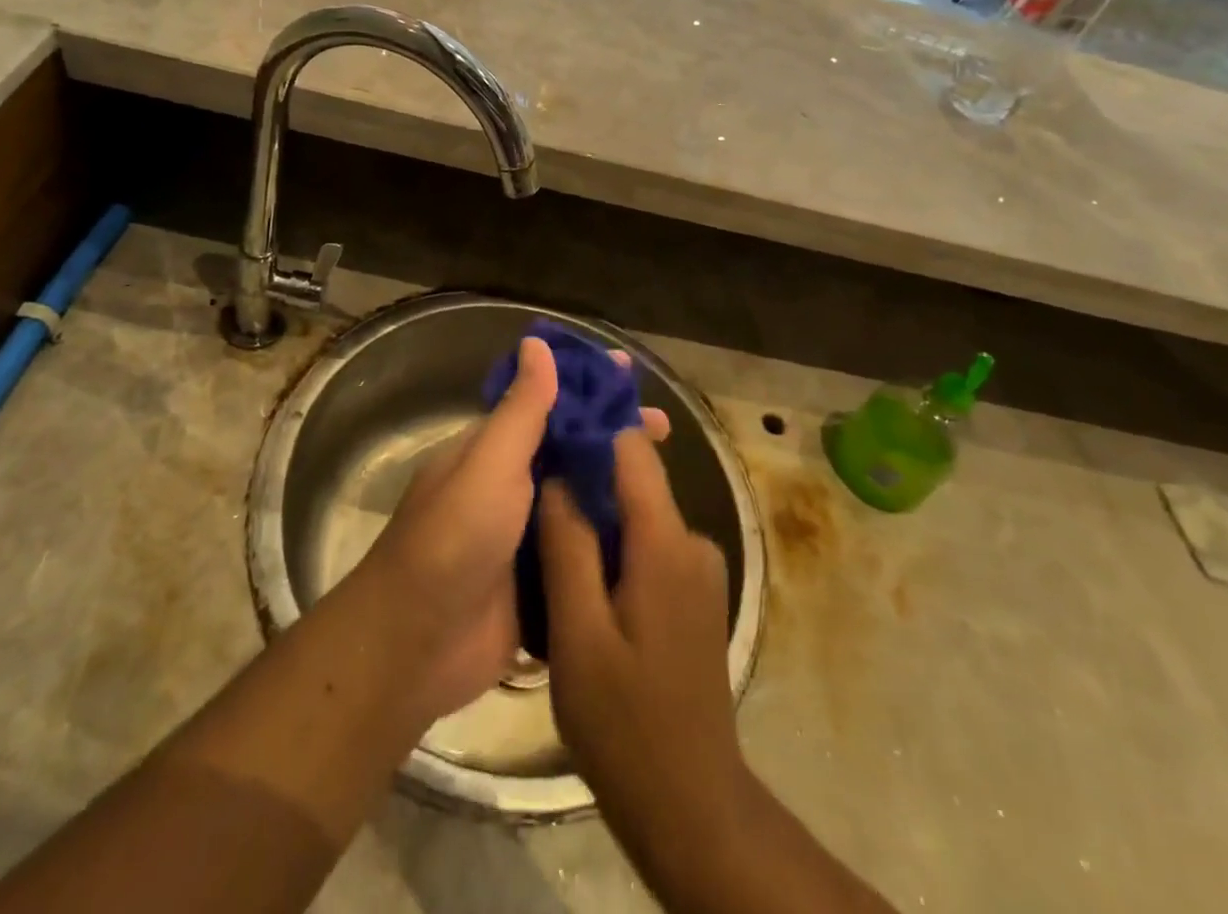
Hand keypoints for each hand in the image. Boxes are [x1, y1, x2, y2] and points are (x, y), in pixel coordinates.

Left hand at [368, 337, 668, 719]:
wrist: (416, 647)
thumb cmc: (453, 539)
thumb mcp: (489, 463)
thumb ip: (520, 410)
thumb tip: (536, 343)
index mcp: (492, 452)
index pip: (546, 406)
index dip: (585, 388)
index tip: (627, 374)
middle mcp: (509, 488)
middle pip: (569, 452)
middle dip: (611, 437)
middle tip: (665, 430)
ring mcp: (524, 538)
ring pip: (579, 501)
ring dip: (616, 488)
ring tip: (669, 480)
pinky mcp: (539, 585)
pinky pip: (581, 553)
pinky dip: (611, 542)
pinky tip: (653, 538)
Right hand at [538, 430, 745, 824]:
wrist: (691, 805)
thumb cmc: (626, 724)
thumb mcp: (579, 636)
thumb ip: (568, 547)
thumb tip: (555, 476)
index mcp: (667, 542)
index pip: (631, 450)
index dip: (590, 427)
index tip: (547, 421)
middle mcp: (692, 541)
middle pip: (634, 480)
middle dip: (584, 476)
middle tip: (528, 485)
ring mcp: (698, 569)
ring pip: (637, 515)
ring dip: (594, 517)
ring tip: (543, 531)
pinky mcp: (693, 593)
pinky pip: (647, 546)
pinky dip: (613, 546)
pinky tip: (577, 574)